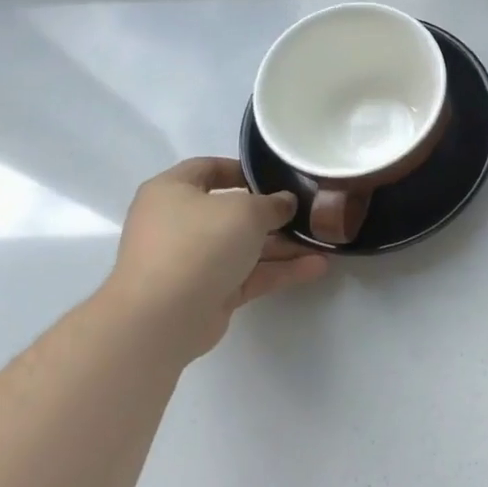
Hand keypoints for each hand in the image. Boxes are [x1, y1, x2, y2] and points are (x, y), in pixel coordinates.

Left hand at [98, 157, 328, 361]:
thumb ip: (272, 203)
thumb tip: (285, 203)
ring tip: (324, 242)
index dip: (244, 170)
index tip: (279, 176)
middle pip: (232, 212)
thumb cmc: (199, 244)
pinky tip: (316, 267)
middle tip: (310, 212)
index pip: (208, 169)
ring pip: (245, 246)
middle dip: (274, 214)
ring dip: (284, 246)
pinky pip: (249, 274)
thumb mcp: (245, 211)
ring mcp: (193, 260)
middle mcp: (179, 223)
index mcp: (172, 191)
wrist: (163, 317)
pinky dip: (279, 270)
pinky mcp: (209, 292)